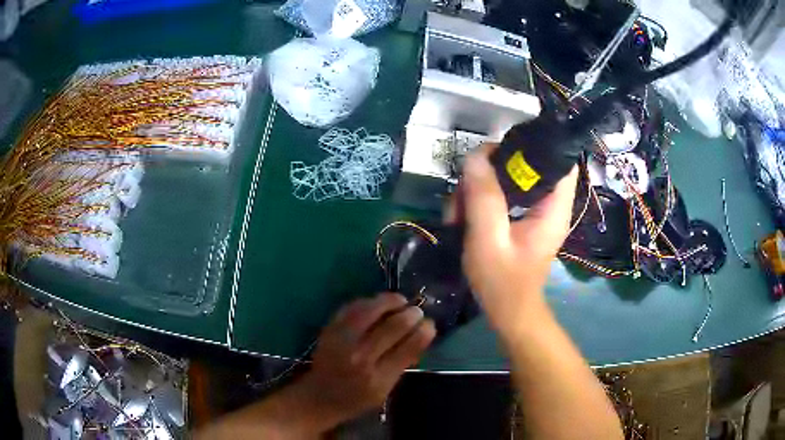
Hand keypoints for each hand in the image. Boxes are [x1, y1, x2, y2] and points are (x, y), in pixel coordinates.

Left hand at [299, 293, 435, 428]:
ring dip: (389, 301)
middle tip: (417, 310)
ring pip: (370, 311)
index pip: (407, 348)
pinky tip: (378, 302)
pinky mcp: (329, 330)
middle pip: (392, 327)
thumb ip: (403, 363)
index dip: (422, 332)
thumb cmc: (358, 397)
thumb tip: (423, 334)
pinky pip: (351, 308)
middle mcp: (360, 357)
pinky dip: (368, 302)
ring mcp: (342, 341)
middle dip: (410, 314)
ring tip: (400, 300)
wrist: (321, 395)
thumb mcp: (386, 389)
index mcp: (378, 378)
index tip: (430, 324)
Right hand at [455, 144, 577, 329]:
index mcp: (553, 207)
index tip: (500, 150)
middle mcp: (548, 203)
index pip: (560, 160)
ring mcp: (534, 210)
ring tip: (458, 212)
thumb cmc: (502, 282)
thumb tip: (476, 156)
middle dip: (492, 169)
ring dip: (479, 187)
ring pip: (507, 178)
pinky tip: (462, 217)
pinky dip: (479, 200)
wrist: (507, 312)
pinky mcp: (520, 217)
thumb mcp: (489, 240)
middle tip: (466, 190)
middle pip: (526, 164)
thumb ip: (484, 198)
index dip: (535, 146)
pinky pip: (500, 193)